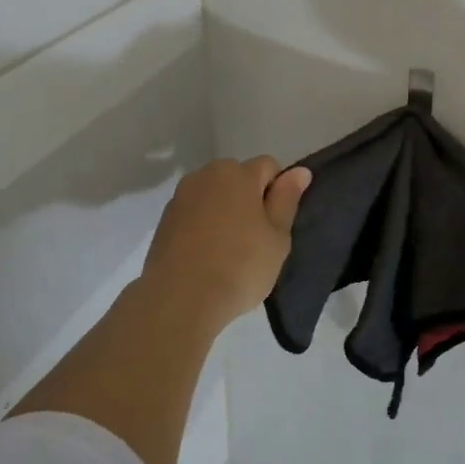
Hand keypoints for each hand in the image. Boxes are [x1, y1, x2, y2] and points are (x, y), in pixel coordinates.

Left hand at [140, 157, 310, 335]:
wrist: (181, 297)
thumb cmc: (240, 266)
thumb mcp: (277, 237)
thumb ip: (287, 199)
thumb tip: (299, 171)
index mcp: (238, 174)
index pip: (268, 166)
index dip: (278, 190)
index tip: (276, 223)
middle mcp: (206, 175)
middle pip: (237, 176)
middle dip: (249, 197)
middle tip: (256, 236)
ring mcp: (181, 196)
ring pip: (213, 194)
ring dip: (224, 209)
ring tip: (229, 248)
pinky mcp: (165, 219)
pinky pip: (194, 212)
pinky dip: (203, 224)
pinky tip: (207, 254)